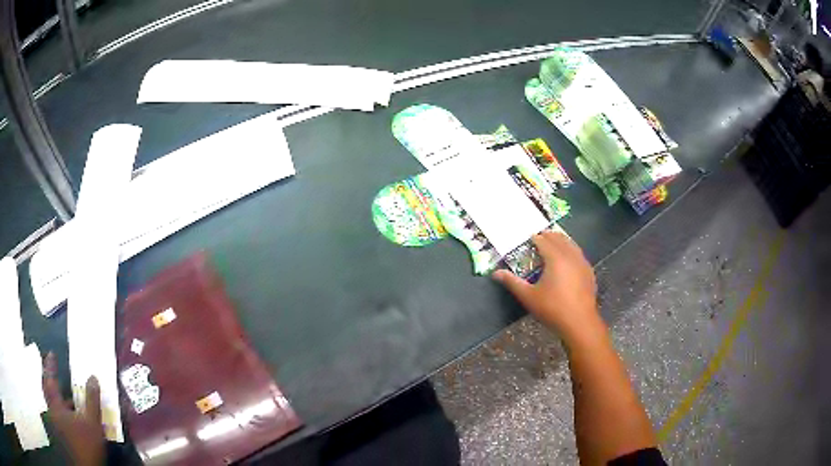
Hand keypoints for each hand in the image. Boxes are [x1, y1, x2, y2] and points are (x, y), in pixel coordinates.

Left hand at [42, 352, 105, 465]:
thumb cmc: (85, 444)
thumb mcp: (92, 423)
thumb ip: (92, 400)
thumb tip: (93, 377)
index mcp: (55, 404)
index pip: (49, 379)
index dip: (50, 365)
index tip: (51, 353)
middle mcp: (52, 411)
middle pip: (48, 391)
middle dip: (50, 381)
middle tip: (53, 372)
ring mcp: (56, 424)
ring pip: (54, 406)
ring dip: (59, 400)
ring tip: (69, 399)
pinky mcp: (62, 435)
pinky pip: (59, 417)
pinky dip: (64, 414)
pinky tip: (73, 420)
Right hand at [493, 231, 602, 345]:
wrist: (579, 322)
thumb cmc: (552, 308)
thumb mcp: (528, 296)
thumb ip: (512, 282)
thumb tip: (496, 273)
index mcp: (555, 258)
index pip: (543, 241)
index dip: (535, 238)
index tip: (528, 238)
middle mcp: (570, 256)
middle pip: (559, 239)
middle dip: (549, 236)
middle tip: (540, 237)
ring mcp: (582, 263)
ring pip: (571, 245)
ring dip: (561, 241)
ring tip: (554, 242)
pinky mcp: (589, 272)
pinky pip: (579, 254)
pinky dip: (571, 250)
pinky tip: (569, 258)